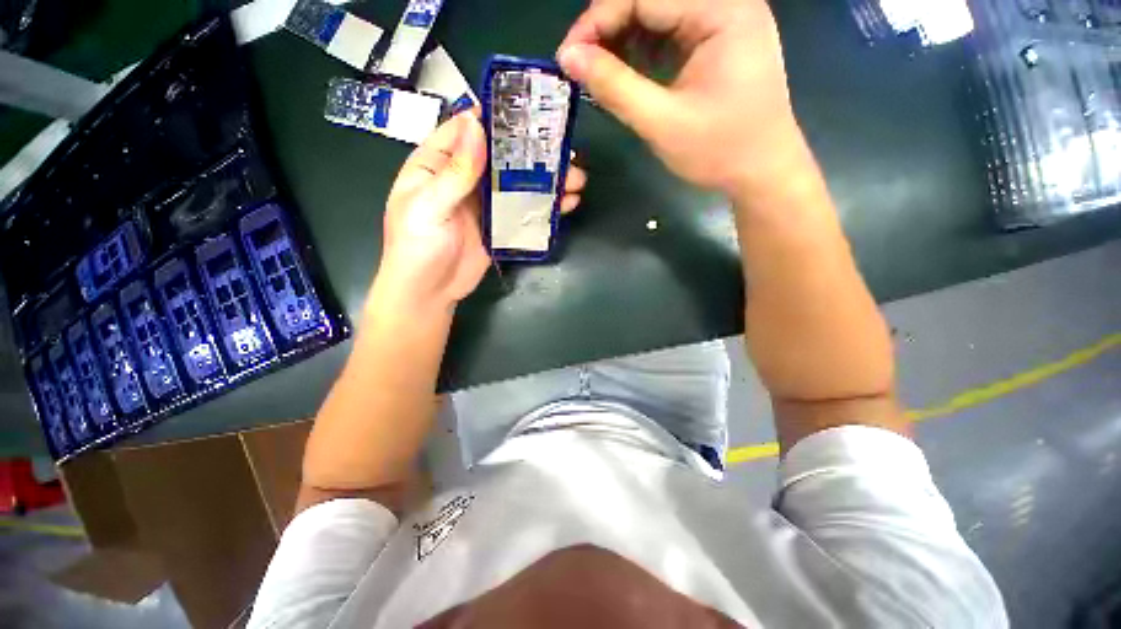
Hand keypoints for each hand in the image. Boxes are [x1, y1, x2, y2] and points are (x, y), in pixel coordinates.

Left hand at [374, 111, 587, 313]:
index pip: (464, 131)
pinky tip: (566, 202)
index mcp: (436, 165)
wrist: (430, 293)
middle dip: (531, 152)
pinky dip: (545, 206)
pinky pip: (523, 210)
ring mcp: (484, 204)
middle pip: (499, 157)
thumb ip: (455, 172)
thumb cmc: (417, 248)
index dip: (492, 119)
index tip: (527, 112)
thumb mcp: (429, 207)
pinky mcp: (499, 226)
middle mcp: (462, 179)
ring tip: (575, 177)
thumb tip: (476, 125)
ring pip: (517, 183)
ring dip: (545, 179)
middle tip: (564, 150)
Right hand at [557, 0, 802, 197]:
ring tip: (595, 73)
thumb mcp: (662, 122)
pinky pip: (668, 33)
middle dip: (607, 29)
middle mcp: (724, 4)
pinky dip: (640, 51)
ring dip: (621, 40)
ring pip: (656, 14)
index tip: (566, 57)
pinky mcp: (714, 42)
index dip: (597, 21)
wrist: (761, 172)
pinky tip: (621, 73)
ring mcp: (721, 21)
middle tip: (578, 67)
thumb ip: (614, 87)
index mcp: (721, 11)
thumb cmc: (719, 151)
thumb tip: (569, 58)